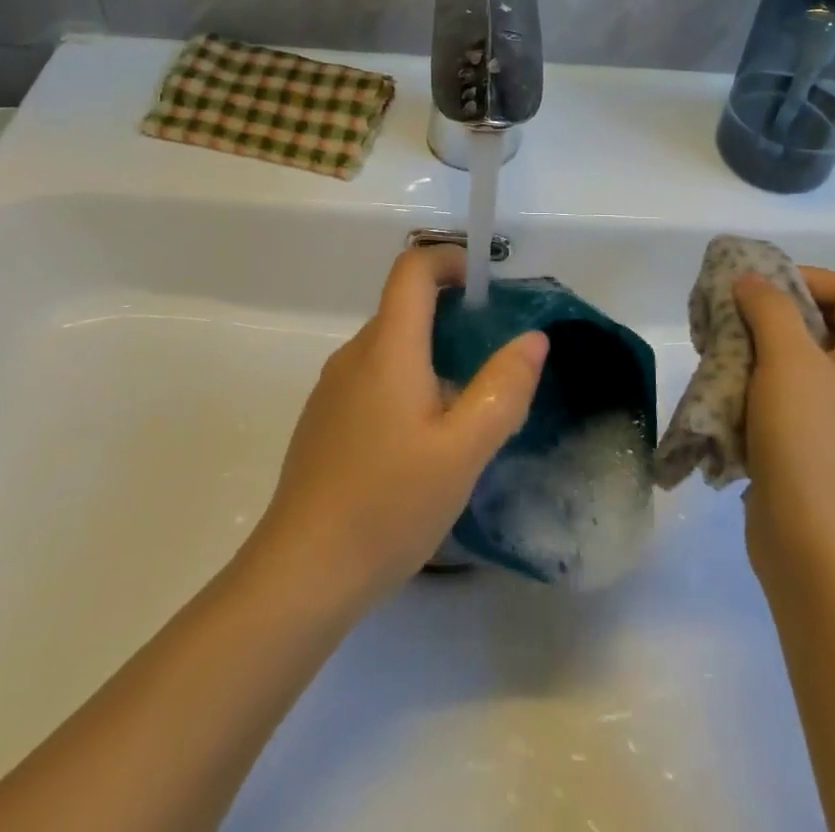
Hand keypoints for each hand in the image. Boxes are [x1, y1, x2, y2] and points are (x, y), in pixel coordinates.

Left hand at [239, 246, 547, 614]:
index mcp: (387, 348)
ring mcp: (333, 388)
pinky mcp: (324, 420)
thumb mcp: (463, 450)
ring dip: (433, 355)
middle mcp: (355, 355)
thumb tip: (533, 338)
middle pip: (405, 306)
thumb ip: (502, 388)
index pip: (412, 267)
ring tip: (467, 408)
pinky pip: (373, 378)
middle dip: (454, 315)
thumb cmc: (388, 505)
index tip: (488, 288)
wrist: (301, 575)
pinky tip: (423, 444)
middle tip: (494, 359)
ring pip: (391, 347)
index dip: (451, 259)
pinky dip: (408, 383)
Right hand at [737, 268, 834, 594]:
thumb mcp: (788, 359)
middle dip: (770, 314)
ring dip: (754, 353)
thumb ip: (770, 308)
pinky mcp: (811, 451)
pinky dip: (752, 391)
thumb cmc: (810, 441)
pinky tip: (722, 399)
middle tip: (730, 318)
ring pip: (796, 365)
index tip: (761, 287)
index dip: (809, 277)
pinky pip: (782, 402)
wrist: (817, 548)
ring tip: (717, 356)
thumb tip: (752, 283)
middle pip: (821, 326)